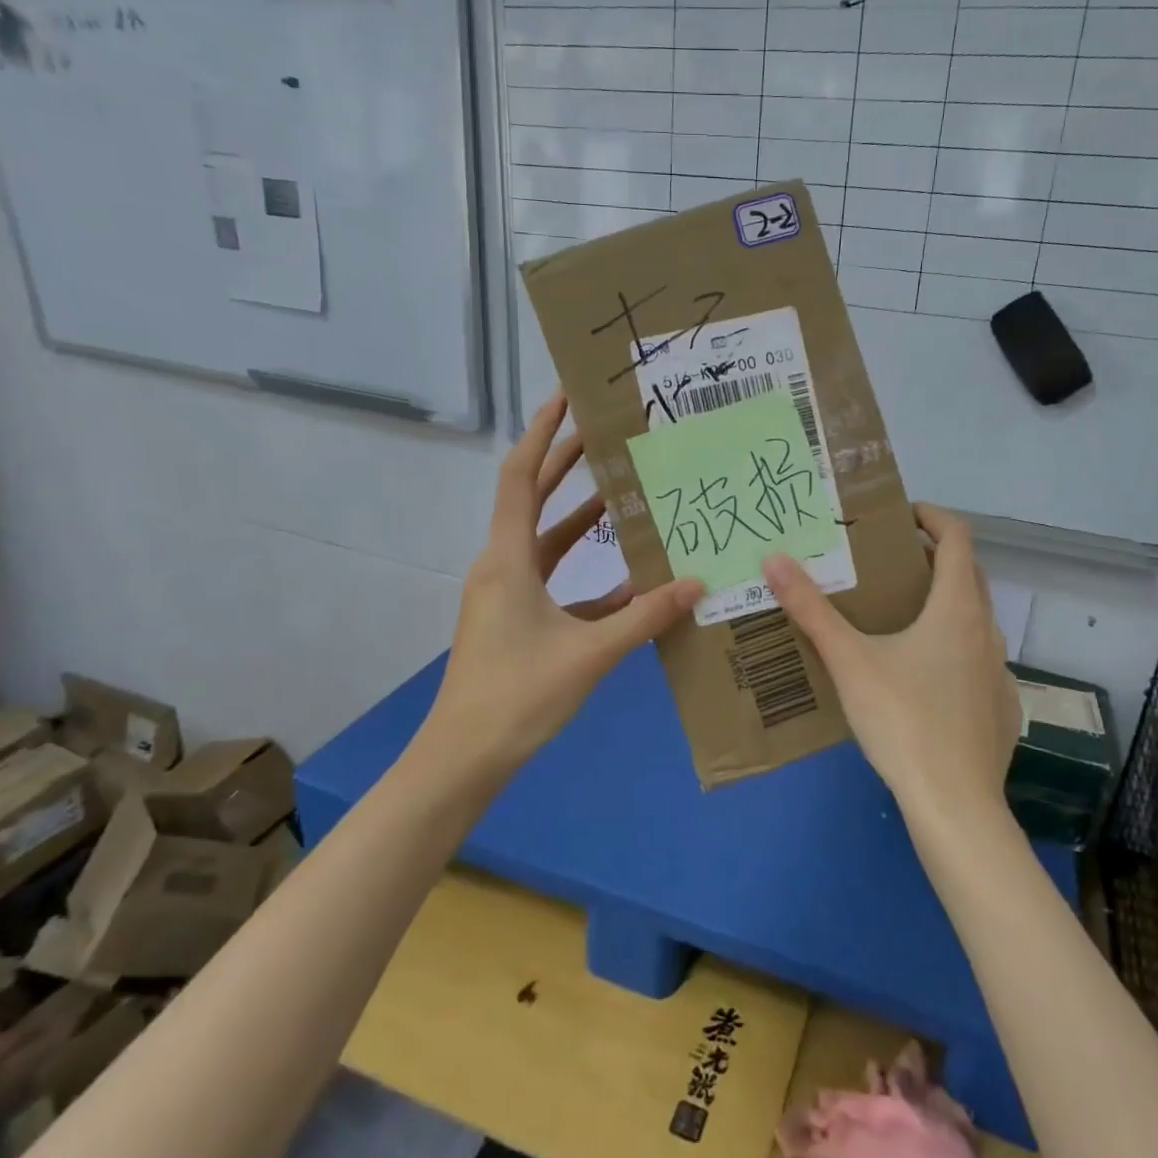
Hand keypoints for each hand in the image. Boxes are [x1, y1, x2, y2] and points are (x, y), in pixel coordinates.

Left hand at [431, 392, 704, 767]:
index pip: (521, 477)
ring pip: (546, 541)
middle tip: (604, 432)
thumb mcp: (589, 653)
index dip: (542, 432)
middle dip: (566, 463)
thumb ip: (644, 615)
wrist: (463, 759)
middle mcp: (502, 566)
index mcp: (507, 559)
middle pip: (532, 499)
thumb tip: (695, 582)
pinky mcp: (515, 621)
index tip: (566, 397)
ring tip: (622, 492)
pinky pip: (554, 582)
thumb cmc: (517, 696)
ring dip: (579, 518)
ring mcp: (506, 595)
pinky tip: (627, 579)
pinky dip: (585, 573)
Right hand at [761, 504, 1018, 823]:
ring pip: (974, 619)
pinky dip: (953, 647)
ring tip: (899, 616)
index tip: (900, 515)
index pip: (958, 537)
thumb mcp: (849, 660)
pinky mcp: (1001, 706)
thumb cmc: (902, 720)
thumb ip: (811, 609)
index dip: (932, 516)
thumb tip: (774, 559)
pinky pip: (977, 658)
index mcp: (957, 608)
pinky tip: (923, 676)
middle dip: (932, 558)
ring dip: (943, 603)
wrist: (954, 805)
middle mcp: (987, 630)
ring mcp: (999, 671)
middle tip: (888, 563)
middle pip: (967, 574)